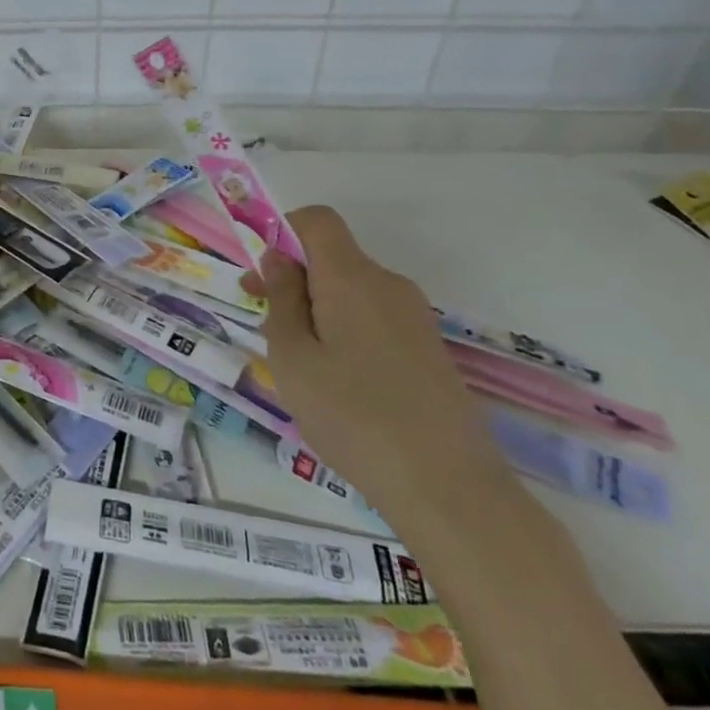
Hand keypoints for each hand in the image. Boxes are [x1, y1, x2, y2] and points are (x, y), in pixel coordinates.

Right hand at [246, 206, 516, 530]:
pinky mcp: (429, 349)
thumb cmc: (353, 416)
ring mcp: (415, 317)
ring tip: (298, 363)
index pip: (317, 220)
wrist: (449, 488)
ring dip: (317, 308)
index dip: (282, 231)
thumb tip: (278, 258)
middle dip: (293, 277)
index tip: (260, 273)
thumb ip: (281, 299)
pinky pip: (374, 317)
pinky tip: (337, 381)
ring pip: (352, 290)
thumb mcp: (293, 357)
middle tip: (263, 322)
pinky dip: (345, 329)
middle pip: (333, 257)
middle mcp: (389, 285)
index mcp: (353, 278)